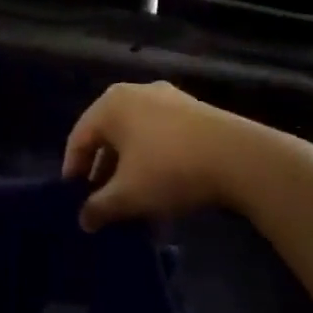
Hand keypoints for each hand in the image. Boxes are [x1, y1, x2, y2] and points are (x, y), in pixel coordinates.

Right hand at [63, 82, 312, 229]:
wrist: (239, 157)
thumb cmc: (169, 169)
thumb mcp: (128, 195)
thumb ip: (99, 207)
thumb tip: (83, 219)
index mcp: (111, 104)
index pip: (79, 138)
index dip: (73, 171)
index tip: (74, 200)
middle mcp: (136, 93)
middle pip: (109, 136)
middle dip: (105, 173)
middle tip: (103, 203)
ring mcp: (168, 99)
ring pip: (137, 138)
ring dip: (131, 171)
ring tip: (135, 204)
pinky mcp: (194, 111)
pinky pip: (162, 137)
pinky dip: (155, 162)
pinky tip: (164, 193)